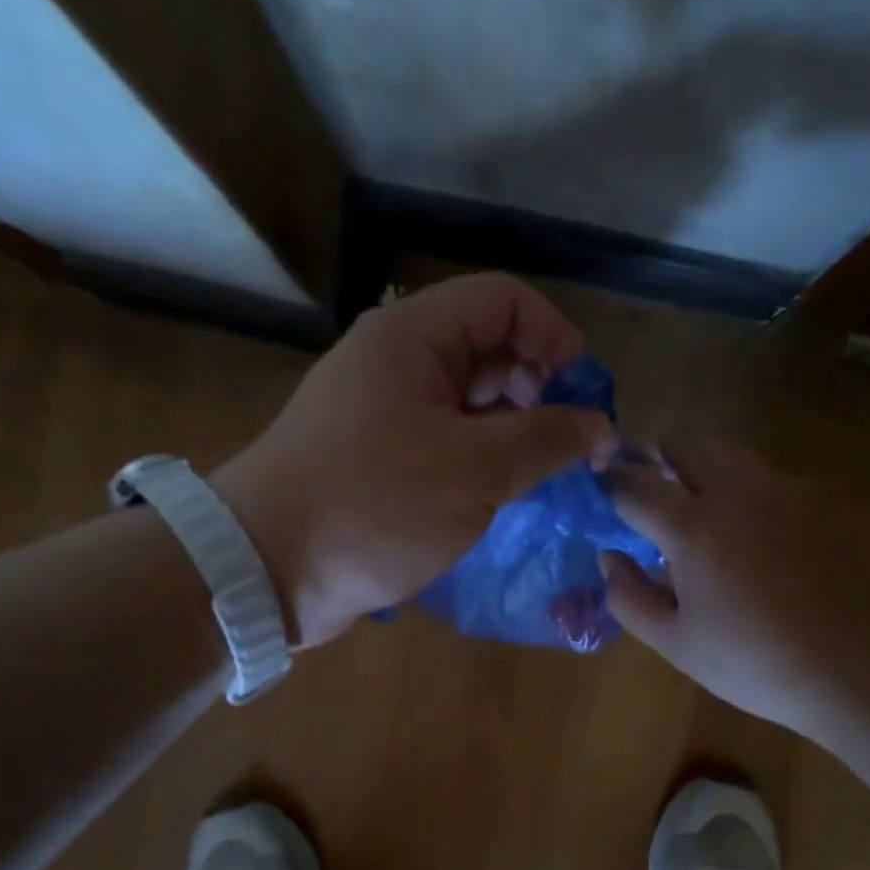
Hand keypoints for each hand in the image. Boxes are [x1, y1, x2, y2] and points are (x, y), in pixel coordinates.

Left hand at [215, 274, 617, 646]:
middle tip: (567, 447)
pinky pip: (444, 443)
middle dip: (539, 390)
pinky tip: (501, 497)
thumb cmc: (374, 505)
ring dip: (512, 433)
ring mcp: (382, 413)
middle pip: (488, 350)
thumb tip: (601, 426)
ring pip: (468, 403)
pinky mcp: (376, 460)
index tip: (584, 395)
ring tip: (541, 478)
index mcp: (413, 337)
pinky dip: (479, 462)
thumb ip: (546, 440)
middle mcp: (396, 363)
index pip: (504, 300)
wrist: (268, 569)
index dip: (554, 336)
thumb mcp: (475, 470)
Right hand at [601, 436, 869, 730]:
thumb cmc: (755, 663)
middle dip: (656, 457)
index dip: (608, 482)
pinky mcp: (814, 499)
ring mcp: (781, 490)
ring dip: (698, 467)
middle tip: (649, 493)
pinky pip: (761, 476)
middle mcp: (735, 492)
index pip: (634, 483)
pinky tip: (748, 533)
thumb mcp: (676, 643)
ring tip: (696, 512)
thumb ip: (629, 597)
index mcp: (692, 530)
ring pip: (725, 452)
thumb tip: (610, 558)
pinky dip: (739, 488)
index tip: (600, 489)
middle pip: (683, 441)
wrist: (856, 664)